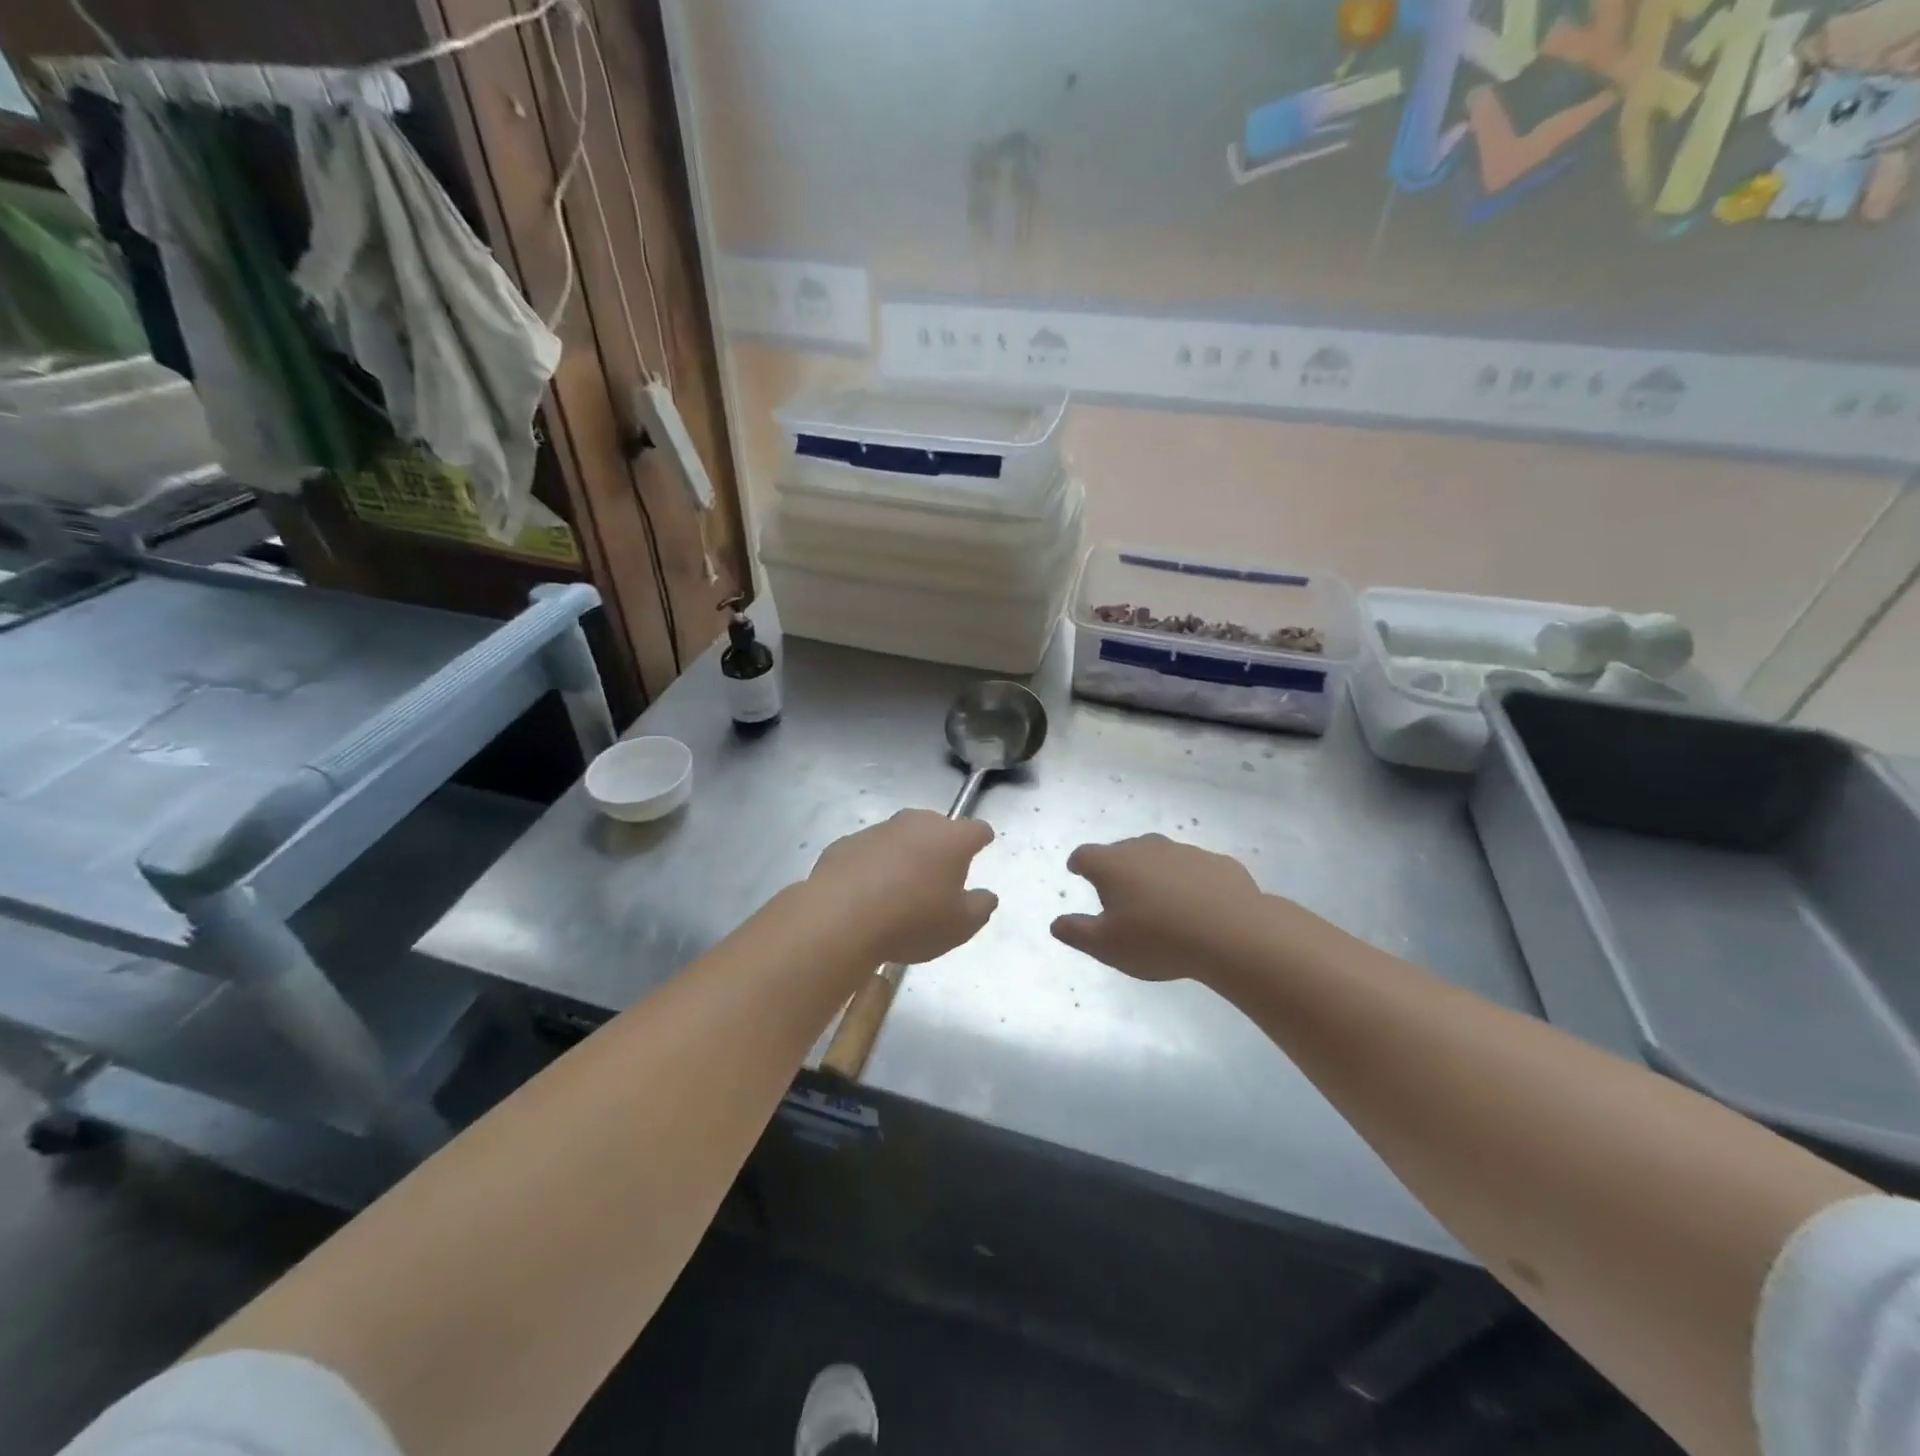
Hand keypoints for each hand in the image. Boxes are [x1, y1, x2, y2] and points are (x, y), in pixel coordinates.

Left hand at [809, 810, 998, 965]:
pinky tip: (867, 893)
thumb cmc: (912, 920)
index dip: (981, 839)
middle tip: (940, 876)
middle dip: (941, 845)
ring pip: (900, 837)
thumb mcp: (960, 927)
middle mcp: (916, 824)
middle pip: (937, 827)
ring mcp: (878, 830)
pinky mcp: (845, 843)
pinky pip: (869, 852)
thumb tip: (986, 895)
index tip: (982, 847)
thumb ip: (980, 907)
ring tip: (901, 888)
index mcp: (951, 839)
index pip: (976, 829)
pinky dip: (873, 866)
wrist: (839, 918)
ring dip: (905, 855)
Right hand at [1052, 834, 1265, 981]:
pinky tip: (1198, 905)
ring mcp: (1184, 851)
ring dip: (1155, 873)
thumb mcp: (1107, 946)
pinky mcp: (1217, 862)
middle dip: (1117, 868)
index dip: (1078, 864)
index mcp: (1113, 864)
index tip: (1077, 872)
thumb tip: (1056, 923)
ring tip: (1160, 901)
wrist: (1232, 933)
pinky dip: (1190, 882)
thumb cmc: (1158, 940)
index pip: (1085, 856)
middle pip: (1122, 851)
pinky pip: (1195, 869)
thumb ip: (1077, 932)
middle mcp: (1145, 848)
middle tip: (1119, 893)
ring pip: (1160, 857)